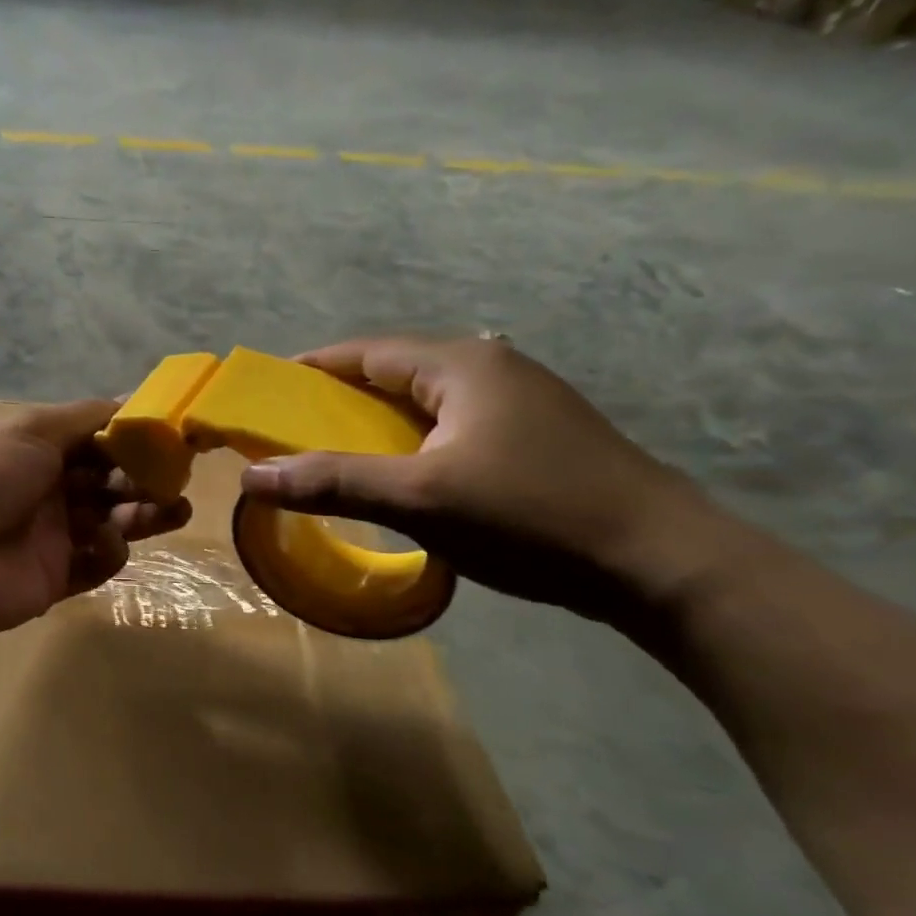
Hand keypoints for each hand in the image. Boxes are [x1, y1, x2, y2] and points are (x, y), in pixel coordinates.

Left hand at [0, 401, 191, 635]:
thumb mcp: (32, 429)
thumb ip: (86, 418)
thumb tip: (133, 397)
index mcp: (37, 449)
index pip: (95, 440)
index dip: (132, 439)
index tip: (172, 437)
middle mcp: (46, 488)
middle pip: (109, 481)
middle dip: (144, 478)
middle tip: (175, 479)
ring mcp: (51, 535)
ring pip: (110, 522)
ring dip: (144, 514)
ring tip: (176, 510)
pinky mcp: (55, 577)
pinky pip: (97, 563)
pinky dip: (110, 551)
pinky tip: (107, 542)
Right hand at [240, 336, 729, 623]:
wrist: (663, 564)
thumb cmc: (530, 516)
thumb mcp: (420, 499)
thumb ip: (332, 483)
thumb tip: (252, 477)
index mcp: (461, 364)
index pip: (365, 351)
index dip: (311, 369)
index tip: (268, 393)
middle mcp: (491, 367)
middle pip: (394, 372)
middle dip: (340, 399)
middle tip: (295, 432)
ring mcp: (521, 400)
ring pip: (425, 402)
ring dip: (378, 423)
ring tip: (339, 455)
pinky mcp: (537, 435)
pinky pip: (453, 425)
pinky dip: (414, 441)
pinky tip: (405, 474)